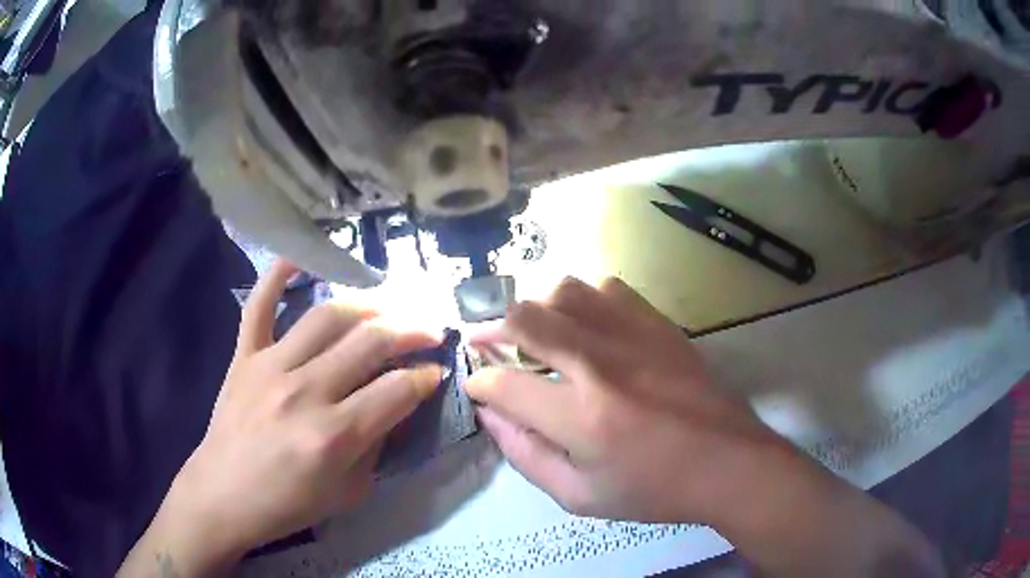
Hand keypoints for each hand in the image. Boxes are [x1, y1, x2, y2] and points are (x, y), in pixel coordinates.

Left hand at [118, 260, 442, 575]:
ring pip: (328, 316)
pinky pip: (259, 304)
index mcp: (334, 435)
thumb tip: (396, 405)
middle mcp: (305, 392)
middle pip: (371, 343)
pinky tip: (301, 256)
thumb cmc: (286, 504)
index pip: (397, 391)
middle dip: (411, 331)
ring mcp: (270, 366)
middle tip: (430, 330)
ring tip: (387, 308)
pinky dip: (278, 274)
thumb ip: (376, 445)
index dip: (425, 377)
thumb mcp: (348, 492)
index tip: (435, 372)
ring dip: (367, 306)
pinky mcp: (244, 356)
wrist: (223, 496)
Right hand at [465, 276, 783, 523]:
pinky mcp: (659, 324)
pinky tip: (589, 327)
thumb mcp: (579, 496)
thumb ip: (525, 455)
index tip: (477, 386)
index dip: (478, 383)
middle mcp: (601, 365)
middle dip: (493, 330)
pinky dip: (584, 302)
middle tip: (492, 347)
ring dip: (540, 311)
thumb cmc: (654, 490)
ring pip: (564, 291)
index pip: (501, 383)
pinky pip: (607, 288)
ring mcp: (634, 336)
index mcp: (581, 418)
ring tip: (541, 335)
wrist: (729, 462)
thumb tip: (490, 415)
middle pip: (524, 317)